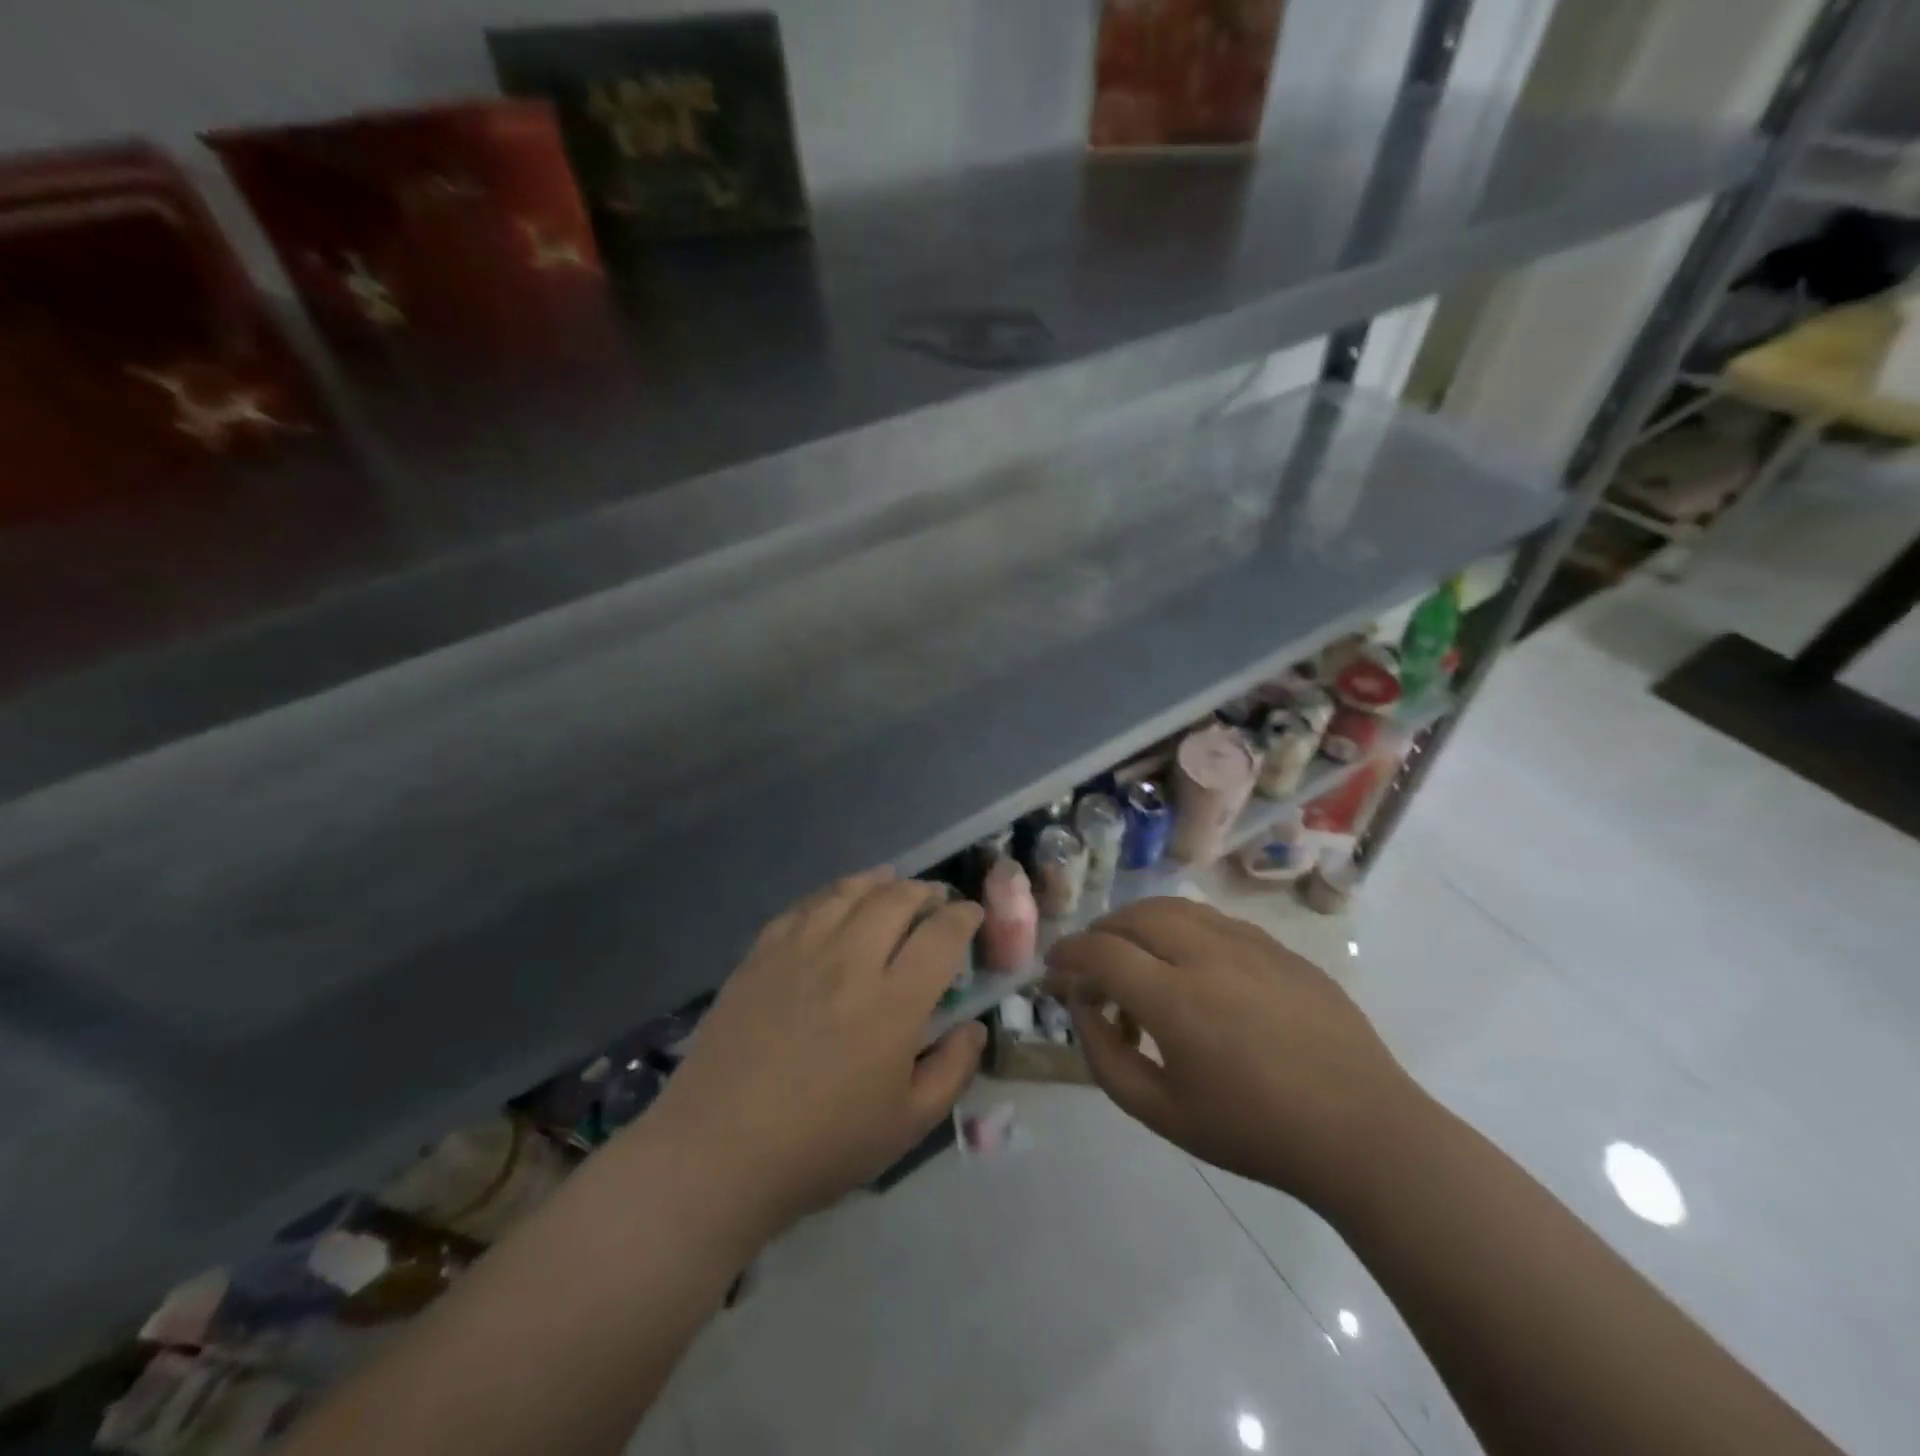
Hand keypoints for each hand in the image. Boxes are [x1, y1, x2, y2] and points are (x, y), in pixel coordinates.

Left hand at [640, 870, 986, 1236]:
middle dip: (926, 892)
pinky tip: (838, 901)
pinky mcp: (762, 953)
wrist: (718, 1151)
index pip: (941, 934)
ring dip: (881, 882)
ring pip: (850, 892)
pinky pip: (805, 905)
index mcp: (893, 1002)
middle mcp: (850, 961)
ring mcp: (801, 951)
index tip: (971, 915)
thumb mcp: (907, 1125)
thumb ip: (953, 1070)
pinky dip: (832, 894)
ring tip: (892, 885)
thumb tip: (974, 1026)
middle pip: (897, 899)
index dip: (963, 916)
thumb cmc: (822, 1145)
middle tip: (935, 900)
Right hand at [1047, 897, 1421, 1214]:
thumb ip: (1107, 1057)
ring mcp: (1250, 945)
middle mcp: (1207, 955)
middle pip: (1136, 916)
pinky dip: (1184, 928)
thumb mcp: (1162, 1114)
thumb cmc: (1255, 1132)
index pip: (1102, 952)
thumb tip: (1084, 1008)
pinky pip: (1217, 921)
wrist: (1363, 1133)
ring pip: (1177, 908)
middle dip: (1101, 932)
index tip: (1054, 966)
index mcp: (1175, 999)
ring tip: (1135, 952)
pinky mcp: (1281, 948)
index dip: (1069, 953)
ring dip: (1141, 922)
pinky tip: (1191, 962)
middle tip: (1091, 960)